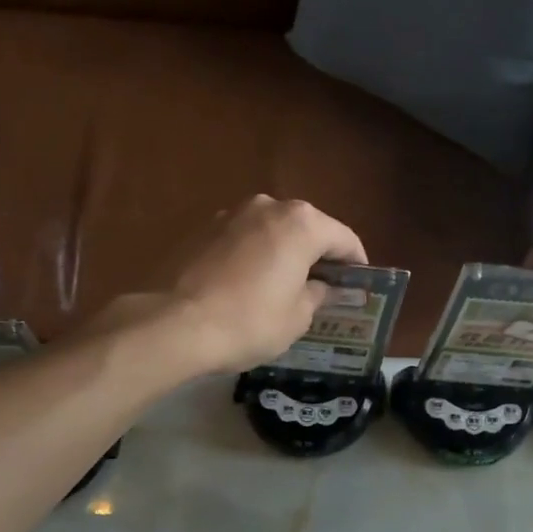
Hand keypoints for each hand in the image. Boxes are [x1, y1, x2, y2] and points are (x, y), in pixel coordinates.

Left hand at [116, 196, 366, 375]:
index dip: (356, 263)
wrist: (173, 324)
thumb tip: (320, 286)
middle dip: (317, 255)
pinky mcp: (200, 229)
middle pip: (305, 228)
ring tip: (282, 286)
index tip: (359, 283)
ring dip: (281, 253)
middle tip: (323, 286)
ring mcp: (229, 214)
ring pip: (270, 231)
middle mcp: (267, 207)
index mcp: (301, 224)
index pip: (344, 238)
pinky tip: (246, 285)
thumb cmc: (248, 321)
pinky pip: (240, 240)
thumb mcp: (296, 318)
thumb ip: (317, 295)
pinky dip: (251, 257)